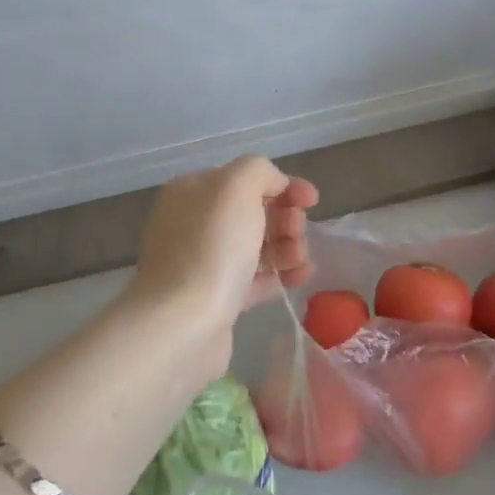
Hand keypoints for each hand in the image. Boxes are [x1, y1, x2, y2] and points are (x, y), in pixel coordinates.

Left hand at [129, 157, 317, 335]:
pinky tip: (299, 278)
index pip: (243, 178)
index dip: (282, 185)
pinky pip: (254, 279)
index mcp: (192, 191)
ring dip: (287, 247)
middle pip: (252, 212)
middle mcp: (193, 223)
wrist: (183, 322)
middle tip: (297, 233)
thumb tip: (275, 185)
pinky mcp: (215, 298)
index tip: (311, 201)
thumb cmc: (212, 247)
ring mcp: (202, 262)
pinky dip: (280, 275)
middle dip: (285, 218)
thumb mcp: (237, 187)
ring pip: (255, 246)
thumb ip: (259, 171)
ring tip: (301, 260)